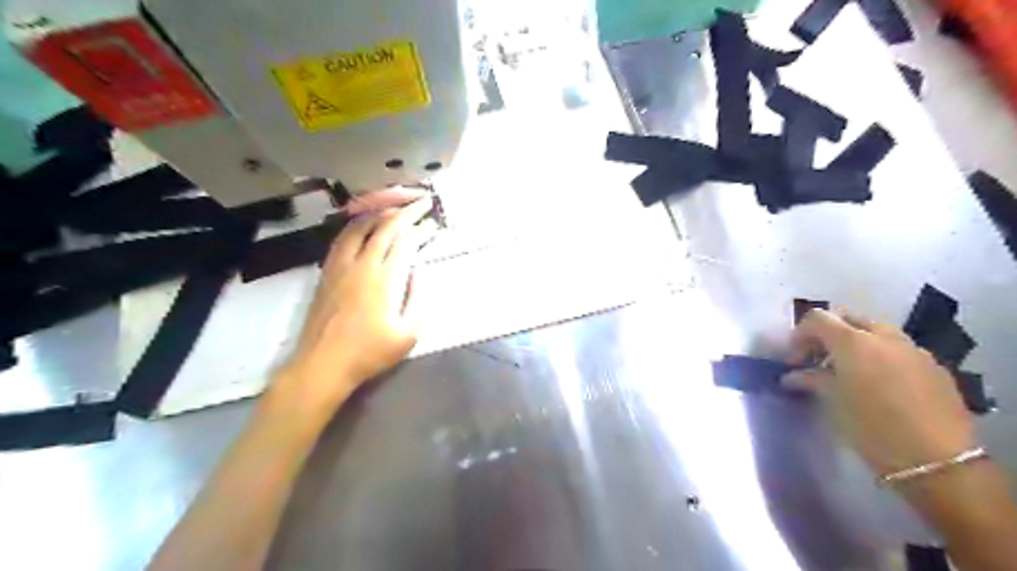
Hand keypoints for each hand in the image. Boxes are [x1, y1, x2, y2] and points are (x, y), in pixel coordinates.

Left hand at [276, 196, 433, 409]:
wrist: (324, 364)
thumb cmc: (370, 353)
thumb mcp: (409, 334)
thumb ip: (417, 298)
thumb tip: (418, 271)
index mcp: (385, 279)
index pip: (406, 242)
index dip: (421, 228)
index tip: (433, 222)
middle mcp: (362, 265)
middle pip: (385, 228)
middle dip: (405, 212)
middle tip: (420, 203)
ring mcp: (340, 266)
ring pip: (360, 228)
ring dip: (379, 214)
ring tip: (394, 208)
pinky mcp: (327, 273)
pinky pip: (342, 239)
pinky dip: (356, 226)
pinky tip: (362, 226)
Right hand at [780, 310, 971, 475]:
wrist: (938, 461)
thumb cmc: (872, 428)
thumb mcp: (833, 402)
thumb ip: (812, 379)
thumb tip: (793, 376)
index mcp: (854, 341)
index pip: (818, 318)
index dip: (800, 335)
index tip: (794, 359)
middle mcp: (884, 337)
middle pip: (848, 318)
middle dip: (828, 334)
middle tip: (817, 358)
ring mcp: (913, 349)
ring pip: (875, 332)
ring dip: (855, 343)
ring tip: (847, 371)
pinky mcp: (934, 367)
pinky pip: (898, 349)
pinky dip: (880, 356)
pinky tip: (878, 384)